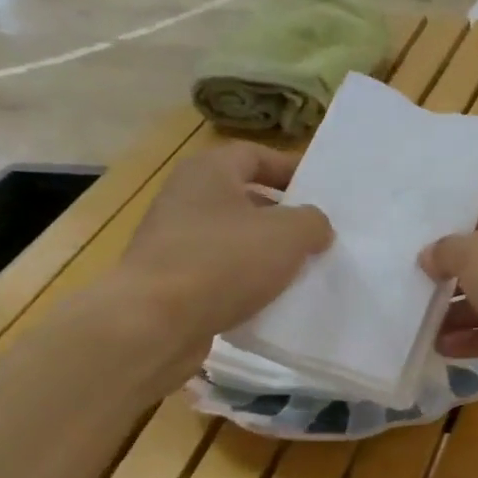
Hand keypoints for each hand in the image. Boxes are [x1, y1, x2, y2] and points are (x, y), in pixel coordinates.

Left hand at [103, 141, 331, 382]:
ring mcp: (174, 240)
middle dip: (282, 216)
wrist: (155, 322)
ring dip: (265, 252)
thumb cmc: (224, 262)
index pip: (255, 156)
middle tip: (317, 235)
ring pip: (233, 238)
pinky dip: (245, 281)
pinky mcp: (171, 280)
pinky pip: (219, 272)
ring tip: (300, 270)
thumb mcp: (287, 235)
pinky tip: (270, 300)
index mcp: (208, 172)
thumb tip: (316, 226)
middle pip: (244, 198)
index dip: (290, 169)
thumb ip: (312, 221)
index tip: (321, 191)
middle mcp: (185, 198)